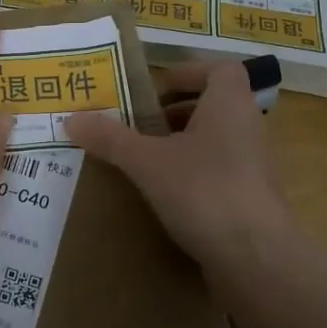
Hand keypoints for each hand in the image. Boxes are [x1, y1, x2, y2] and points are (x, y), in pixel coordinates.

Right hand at [64, 61, 292, 264]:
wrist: (256, 257)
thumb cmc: (203, 190)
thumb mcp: (146, 161)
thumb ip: (110, 138)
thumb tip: (70, 118)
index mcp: (229, 104)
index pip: (219, 70)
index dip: (187, 73)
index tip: (153, 90)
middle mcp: (248, 127)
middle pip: (213, 106)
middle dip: (174, 113)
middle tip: (137, 125)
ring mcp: (254, 166)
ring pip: (215, 141)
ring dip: (181, 145)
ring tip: (144, 160)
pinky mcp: (252, 199)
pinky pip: (218, 173)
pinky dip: (192, 176)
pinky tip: (164, 195)